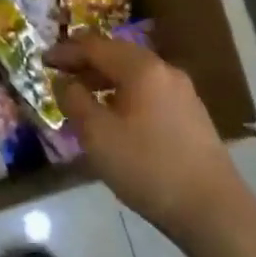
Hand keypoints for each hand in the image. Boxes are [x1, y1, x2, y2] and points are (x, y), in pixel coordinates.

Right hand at [48, 32, 244, 234]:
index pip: (95, 46)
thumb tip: (64, 82)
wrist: (212, 210)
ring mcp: (183, 93)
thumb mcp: (97, 135)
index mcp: (141, 69)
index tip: (43, 59)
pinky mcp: (191, 115)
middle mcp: (164, 71)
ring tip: (83, 96)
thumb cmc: (147, 167)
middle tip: (61, 73)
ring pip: (135, 73)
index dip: (66, 51)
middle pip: (118, 54)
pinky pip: (149, 91)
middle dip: (86, 61)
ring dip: (105, 79)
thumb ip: (74, 101)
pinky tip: (115, 116)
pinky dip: (125, 93)